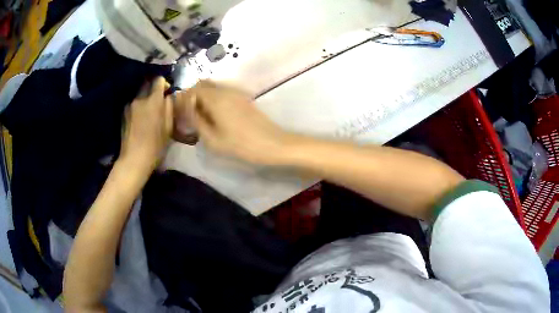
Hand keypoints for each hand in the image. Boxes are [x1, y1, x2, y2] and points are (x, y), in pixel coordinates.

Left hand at [120, 77, 172, 171]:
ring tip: (150, 111)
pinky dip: (139, 106)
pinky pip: (134, 104)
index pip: (158, 80)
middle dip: (154, 89)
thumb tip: (169, 96)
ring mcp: (130, 106)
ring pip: (140, 94)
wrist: (134, 159)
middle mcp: (140, 99)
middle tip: (159, 101)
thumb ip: (170, 107)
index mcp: (153, 100)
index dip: (164, 83)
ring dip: (146, 98)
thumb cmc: (155, 145)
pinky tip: (141, 119)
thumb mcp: (169, 127)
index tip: (167, 92)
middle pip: (147, 84)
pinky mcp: (124, 113)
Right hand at [179, 80, 296, 164]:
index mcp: (215, 98)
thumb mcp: (212, 139)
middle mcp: (225, 90)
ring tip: (197, 115)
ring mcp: (236, 92)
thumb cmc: (241, 145)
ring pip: (212, 87)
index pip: (192, 90)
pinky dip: (212, 98)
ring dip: (202, 96)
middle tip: (186, 113)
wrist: (273, 144)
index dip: (182, 98)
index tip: (176, 111)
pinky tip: (212, 114)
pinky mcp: (243, 98)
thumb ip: (196, 120)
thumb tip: (186, 108)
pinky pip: (222, 92)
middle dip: (191, 95)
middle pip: (202, 85)